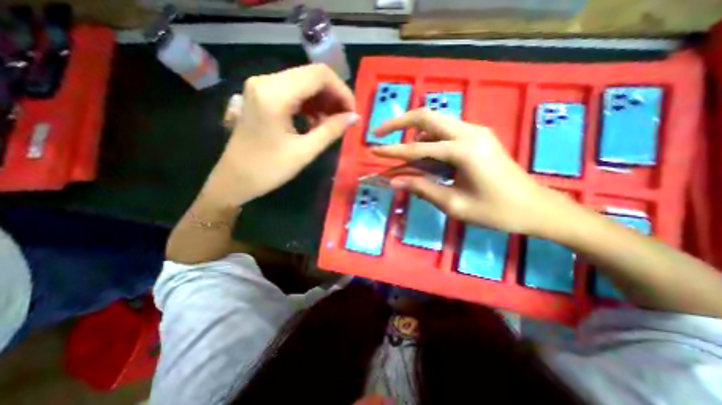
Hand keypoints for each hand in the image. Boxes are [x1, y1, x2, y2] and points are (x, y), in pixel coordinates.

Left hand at [206, 63, 357, 206]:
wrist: (236, 179)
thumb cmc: (269, 169)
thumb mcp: (304, 151)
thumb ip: (332, 130)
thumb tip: (355, 117)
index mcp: (275, 93)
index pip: (319, 75)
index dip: (342, 91)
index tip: (352, 113)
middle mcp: (266, 81)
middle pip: (312, 76)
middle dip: (334, 97)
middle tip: (345, 120)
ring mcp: (262, 87)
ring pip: (304, 83)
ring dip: (323, 101)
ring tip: (331, 124)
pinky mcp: (262, 96)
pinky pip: (294, 92)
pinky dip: (310, 104)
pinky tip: (315, 122)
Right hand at [372, 109, 568, 235]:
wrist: (536, 207)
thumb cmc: (496, 211)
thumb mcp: (454, 204)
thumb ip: (422, 188)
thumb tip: (394, 181)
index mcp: (464, 151)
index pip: (417, 148)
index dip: (392, 151)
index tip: (372, 150)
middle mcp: (469, 132)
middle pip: (426, 115)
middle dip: (399, 122)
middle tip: (380, 132)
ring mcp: (476, 131)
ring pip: (435, 120)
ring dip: (413, 131)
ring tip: (401, 151)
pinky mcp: (478, 136)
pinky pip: (446, 130)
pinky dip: (428, 137)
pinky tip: (425, 154)